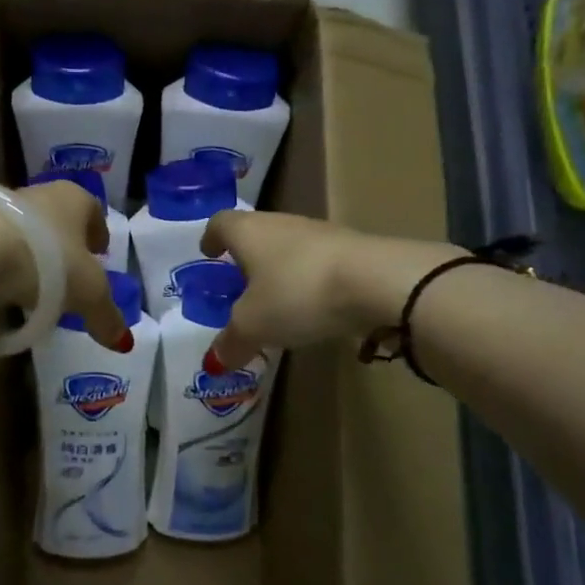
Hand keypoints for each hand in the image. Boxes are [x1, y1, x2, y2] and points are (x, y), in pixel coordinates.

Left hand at [0, 180, 131, 350]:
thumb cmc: (48, 261)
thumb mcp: (88, 295)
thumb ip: (107, 316)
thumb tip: (123, 342)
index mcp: (75, 198)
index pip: (93, 211)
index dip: (98, 233)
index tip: (99, 254)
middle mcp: (38, 193)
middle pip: (57, 219)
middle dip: (62, 245)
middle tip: (66, 276)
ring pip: (22, 231)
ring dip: (28, 255)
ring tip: (29, 289)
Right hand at [196, 211, 368, 370]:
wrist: (376, 282)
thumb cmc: (297, 293)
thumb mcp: (254, 326)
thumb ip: (232, 342)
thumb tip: (216, 360)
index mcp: (249, 232)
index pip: (221, 223)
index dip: (211, 237)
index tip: (208, 252)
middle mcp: (282, 223)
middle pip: (257, 233)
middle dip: (247, 257)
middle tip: (239, 284)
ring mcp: (321, 234)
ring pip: (289, 248)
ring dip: (280, 270)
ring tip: (277, 302)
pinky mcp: (352, 251)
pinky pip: (319, 264)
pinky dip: (309, 282)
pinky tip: (313, 309)